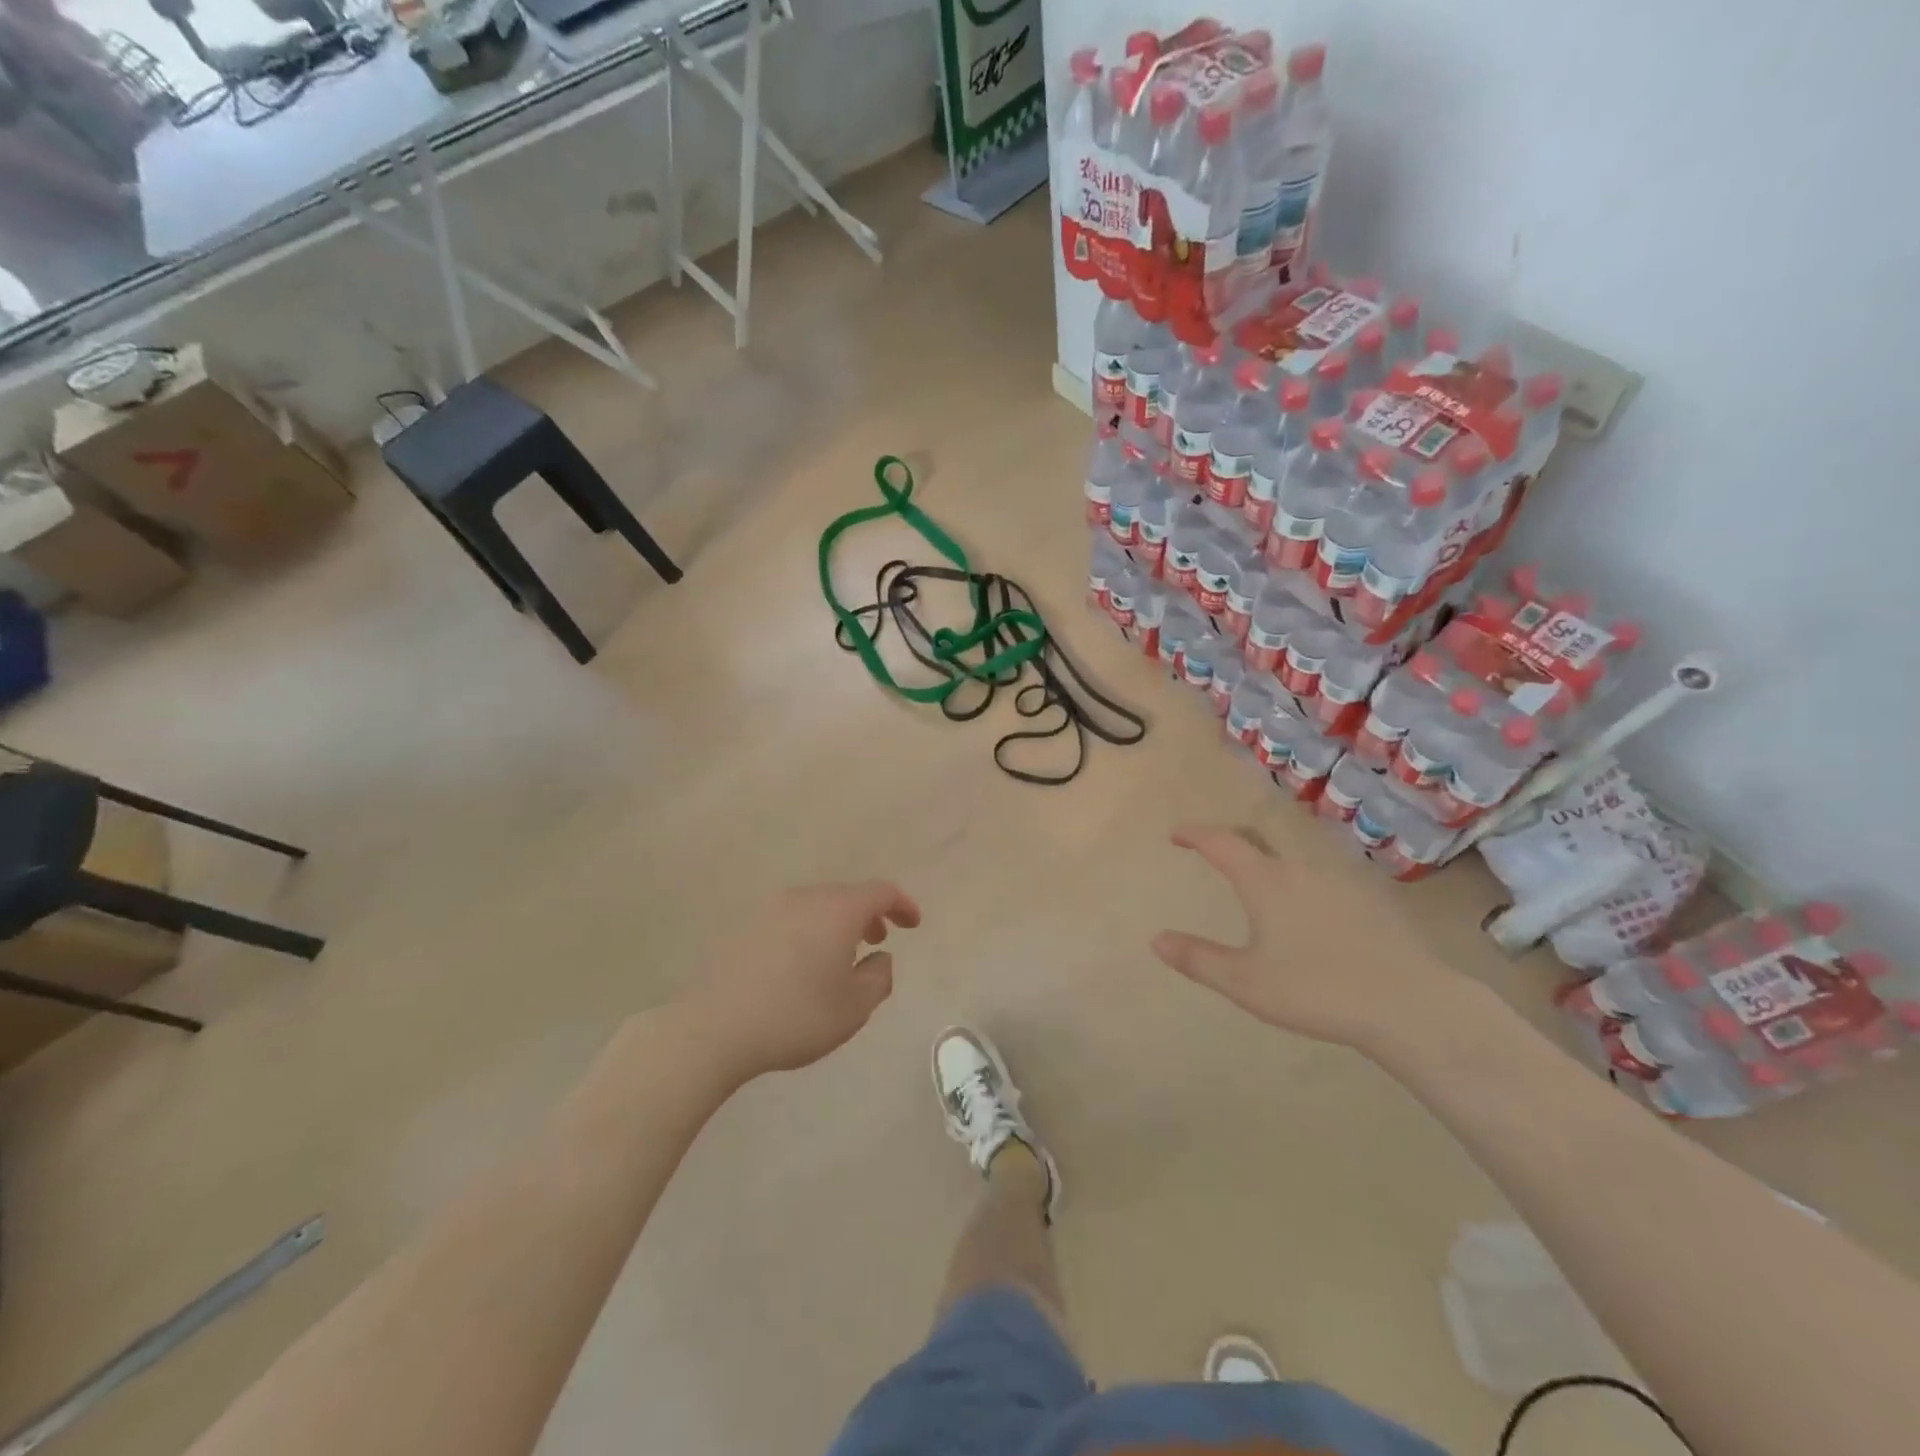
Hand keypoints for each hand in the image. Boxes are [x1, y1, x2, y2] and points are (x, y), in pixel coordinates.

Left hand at [679, 882, 920, 1081]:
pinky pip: (793, 919)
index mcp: (838, 910)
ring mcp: (772, 909)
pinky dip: (811, 931)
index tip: (913, 923)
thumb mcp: (855, 1006)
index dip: (903, 904)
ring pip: (818, 906)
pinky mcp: (748, 927)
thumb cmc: (797, 1015)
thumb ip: (879, 977)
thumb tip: (879, 957)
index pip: (881, 891)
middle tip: (879, 940)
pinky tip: (803, 964)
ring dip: (838, 923)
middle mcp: (806, 898)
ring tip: (842, 955)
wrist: (716, 1026)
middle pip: (847, 895)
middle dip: (870, 914)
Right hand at [1149, 825, 1465, 1050]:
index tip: (1177, 835)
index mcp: (1266, 882)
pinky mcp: (1371, 898)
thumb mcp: (1246, 982)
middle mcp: (1300, 869)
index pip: (1222, 843)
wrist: (1410, 1005)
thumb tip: (1156, 939)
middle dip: (1232, 838)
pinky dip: (1301, 878)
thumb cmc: (1316, 990)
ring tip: (1259, 879)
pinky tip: (1310, 906)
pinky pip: (1323, 875)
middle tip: (1214, 851)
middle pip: (1260, 838)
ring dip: (1269, 857)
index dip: (1196, 835)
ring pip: (1295, 855)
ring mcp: (1340, 880)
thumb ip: (1199, 959)